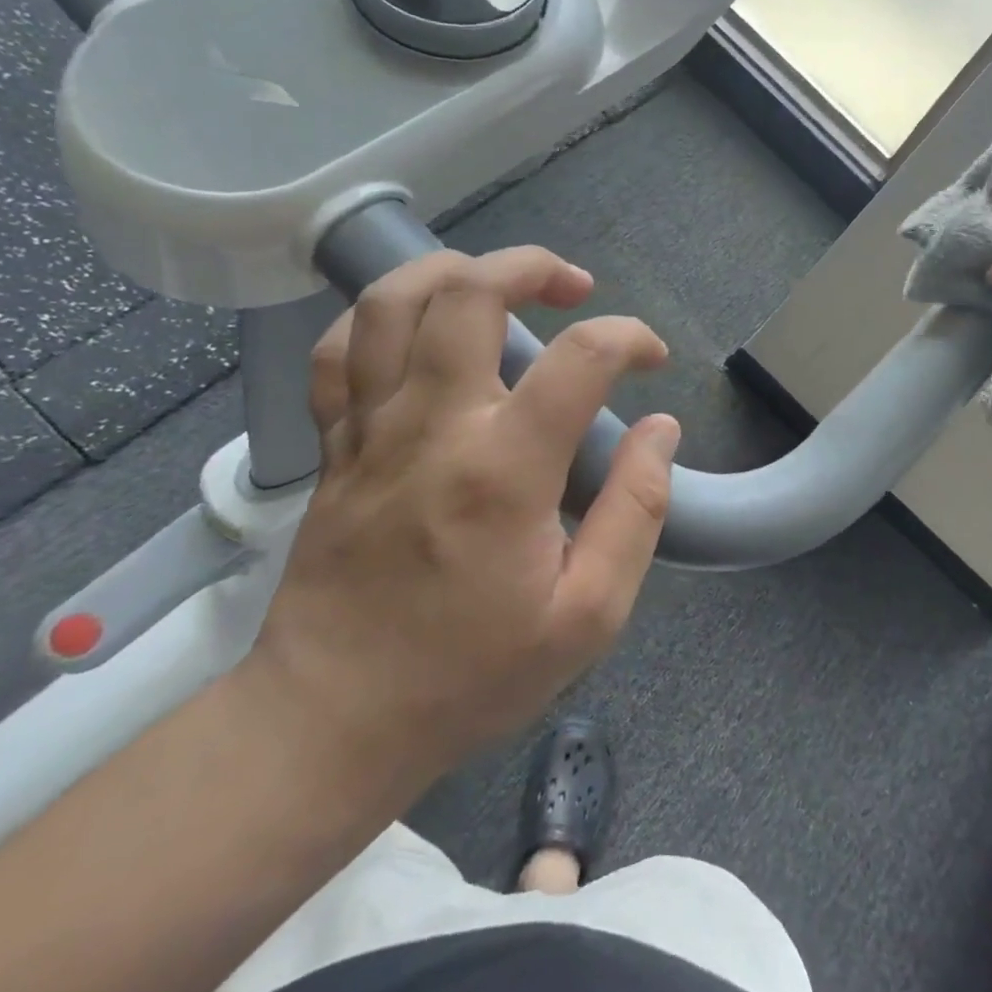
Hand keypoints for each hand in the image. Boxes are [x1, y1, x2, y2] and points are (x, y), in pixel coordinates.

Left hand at [248, 248, 680, 795]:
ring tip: (499, 284)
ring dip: (454, 270)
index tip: (652, 361)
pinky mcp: (333, 446)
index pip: (580, 359)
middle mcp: (431, 427)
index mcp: (502, 471)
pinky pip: (339, 352)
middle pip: (470, 294)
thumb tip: (660, 428)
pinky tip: (421, 330)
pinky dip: (381, 319)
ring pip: (391, 302)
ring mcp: (370, 430)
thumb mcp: (589, 616)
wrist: (332, 723)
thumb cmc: (471, 675)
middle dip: (532, 268)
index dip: (629, 338)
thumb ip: (636, 512)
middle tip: (575, 287)